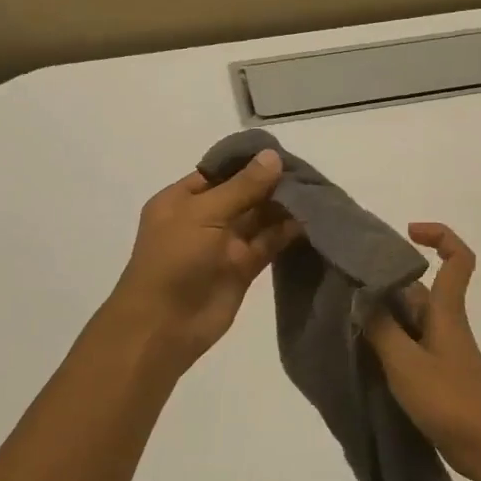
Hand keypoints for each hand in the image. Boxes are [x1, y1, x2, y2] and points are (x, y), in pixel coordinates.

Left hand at [107, 150, 301, 371]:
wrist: (164, 326)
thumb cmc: (174, 260)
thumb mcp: (203, 213)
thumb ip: (242, 187)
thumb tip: (273, 157)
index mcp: (182, 199)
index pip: (220, 172)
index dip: (249, 163)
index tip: (283, 154)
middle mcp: (204, 218)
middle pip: (243, 194)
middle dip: (271, 184)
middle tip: (309, 172)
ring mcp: (224, 244)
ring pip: (258, 219)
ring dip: (283, 207)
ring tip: (316, 192)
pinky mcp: (243, 268)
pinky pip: (268, 244)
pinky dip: (287, 233)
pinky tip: (311, 219)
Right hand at [366, 224, 480, 480]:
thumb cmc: (451, 400)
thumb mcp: (407, 363)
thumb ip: (380, 328)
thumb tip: (359, 295)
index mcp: (446, 311)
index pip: (457, 259)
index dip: (439, 236)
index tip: (407, 232)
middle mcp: (443, 323)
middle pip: (417, 286)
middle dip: (385, 279)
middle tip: (345, 282)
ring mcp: (439, 349)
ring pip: (407, 316)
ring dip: (380, 313)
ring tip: (342, 315)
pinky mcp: (434, 373)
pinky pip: (405, 343)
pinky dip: (384, 340)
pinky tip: (359, 351)